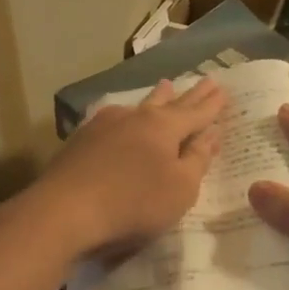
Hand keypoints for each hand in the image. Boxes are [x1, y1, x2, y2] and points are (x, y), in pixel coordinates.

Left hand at [33, 77, 226, 257]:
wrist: (64, 211)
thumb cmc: (133, 203)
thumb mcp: (180, 188)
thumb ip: (197, 159)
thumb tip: (212, 133)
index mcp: (164, 128)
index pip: (196, 113)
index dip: (212, 105)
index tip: (224, 89)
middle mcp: (135, 117)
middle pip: (169, 103)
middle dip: (189, 94)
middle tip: (205, 78)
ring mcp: (104, 126)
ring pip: (138, 106)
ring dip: (156, 97)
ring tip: (166, 85)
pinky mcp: (81, 140)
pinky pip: (113, 119)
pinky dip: (126, 115)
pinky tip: (121, 114)